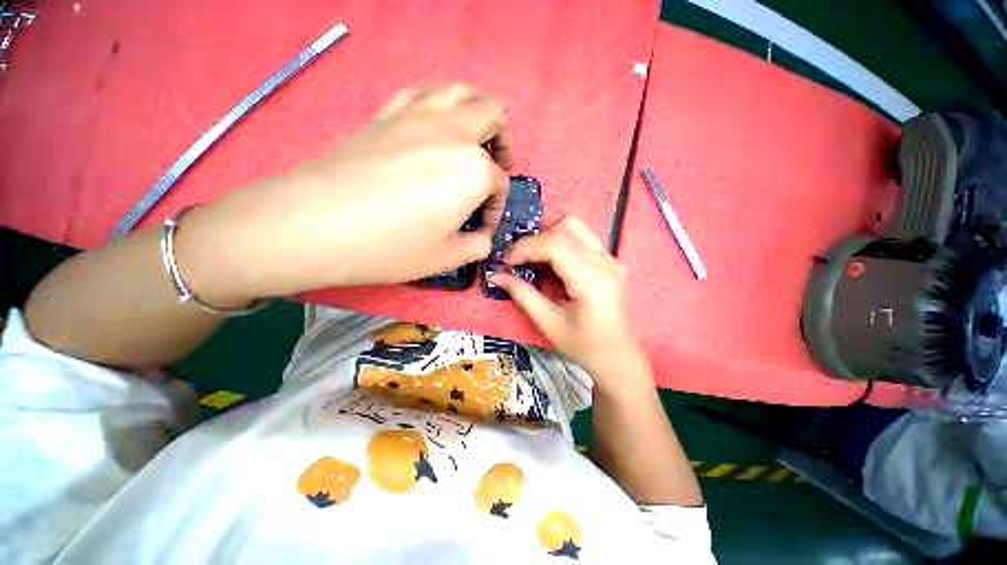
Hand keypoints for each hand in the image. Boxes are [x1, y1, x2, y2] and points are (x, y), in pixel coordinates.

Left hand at [183, 84, 513, 299]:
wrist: (318, 224)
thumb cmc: (391, 246)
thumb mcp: (446, 258)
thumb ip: (476, 246)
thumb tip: (482, 238)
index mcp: (473, 170)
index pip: (499, 184)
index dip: (496, 209)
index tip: (483, 228)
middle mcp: (452, 132)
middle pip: (492, 115)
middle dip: (503, 141)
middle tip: (498, 164)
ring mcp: (417, 116)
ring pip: (460, 91)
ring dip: (476, 110)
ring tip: (475, 136)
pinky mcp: (387, 113)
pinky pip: (422, 93)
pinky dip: (438, 103)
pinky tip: (435, 125)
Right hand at [490, 216, 648, 386]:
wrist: (619, 358)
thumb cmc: (584, 347)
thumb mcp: (548, 323)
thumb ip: (522, 294)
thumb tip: (496, 275)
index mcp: (593, 280)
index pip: (556, 244)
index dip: (526, 247)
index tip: (507, 261)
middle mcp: (606, 261)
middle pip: (567, 226)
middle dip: (536, 239)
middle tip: (519, 259)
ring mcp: (611, 259)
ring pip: (575, 227)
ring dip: (548, 238)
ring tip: (532, 260)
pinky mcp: (610, 261)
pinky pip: (581, 240)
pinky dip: (559, 245)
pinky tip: (550, 265)